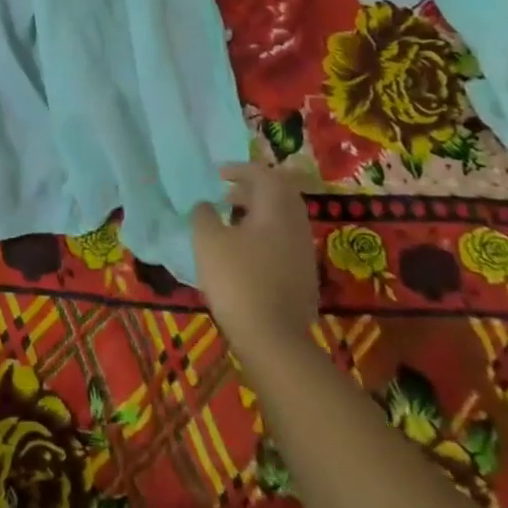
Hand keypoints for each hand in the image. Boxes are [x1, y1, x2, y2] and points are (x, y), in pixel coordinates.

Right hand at [191, 163, 320, 357]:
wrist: (272, 338)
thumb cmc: (237, 279)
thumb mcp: (207, 241)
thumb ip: (204, 215)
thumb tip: (206, 205)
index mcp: (276, 211)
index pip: (264, 175)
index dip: (240, 169)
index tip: (218, 173)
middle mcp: (296, 227)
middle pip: (280, 195)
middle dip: (253, 189)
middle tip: (227, 193)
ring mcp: (304, 253)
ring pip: (284, 219)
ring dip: (259, 212)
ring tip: (231, 220)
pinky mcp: (304, 277)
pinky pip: (285, 241)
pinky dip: (265, 234)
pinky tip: (245, 250)